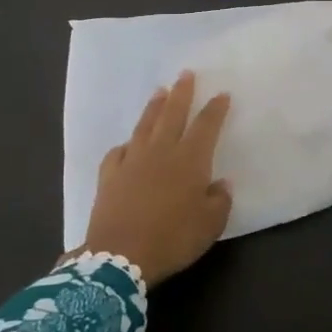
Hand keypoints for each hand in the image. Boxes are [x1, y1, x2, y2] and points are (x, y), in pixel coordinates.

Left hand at [80, 72, 232, 285]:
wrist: (120, 257)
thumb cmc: (173, 239)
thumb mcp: (210, 226)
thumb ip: (219, 200)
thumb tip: (220, 183)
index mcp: (190, 160)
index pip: (206, 125)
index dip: (215, 109)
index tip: (222, 94)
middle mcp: (161, 152)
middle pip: (173, 114)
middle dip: (182, 93)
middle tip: (185, 73)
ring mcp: (132, 161)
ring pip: (145, 125)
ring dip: (154, 107)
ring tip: (160, 92)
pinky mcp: (109, 176)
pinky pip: (118, 152)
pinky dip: (125, 145)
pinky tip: (127, 144)